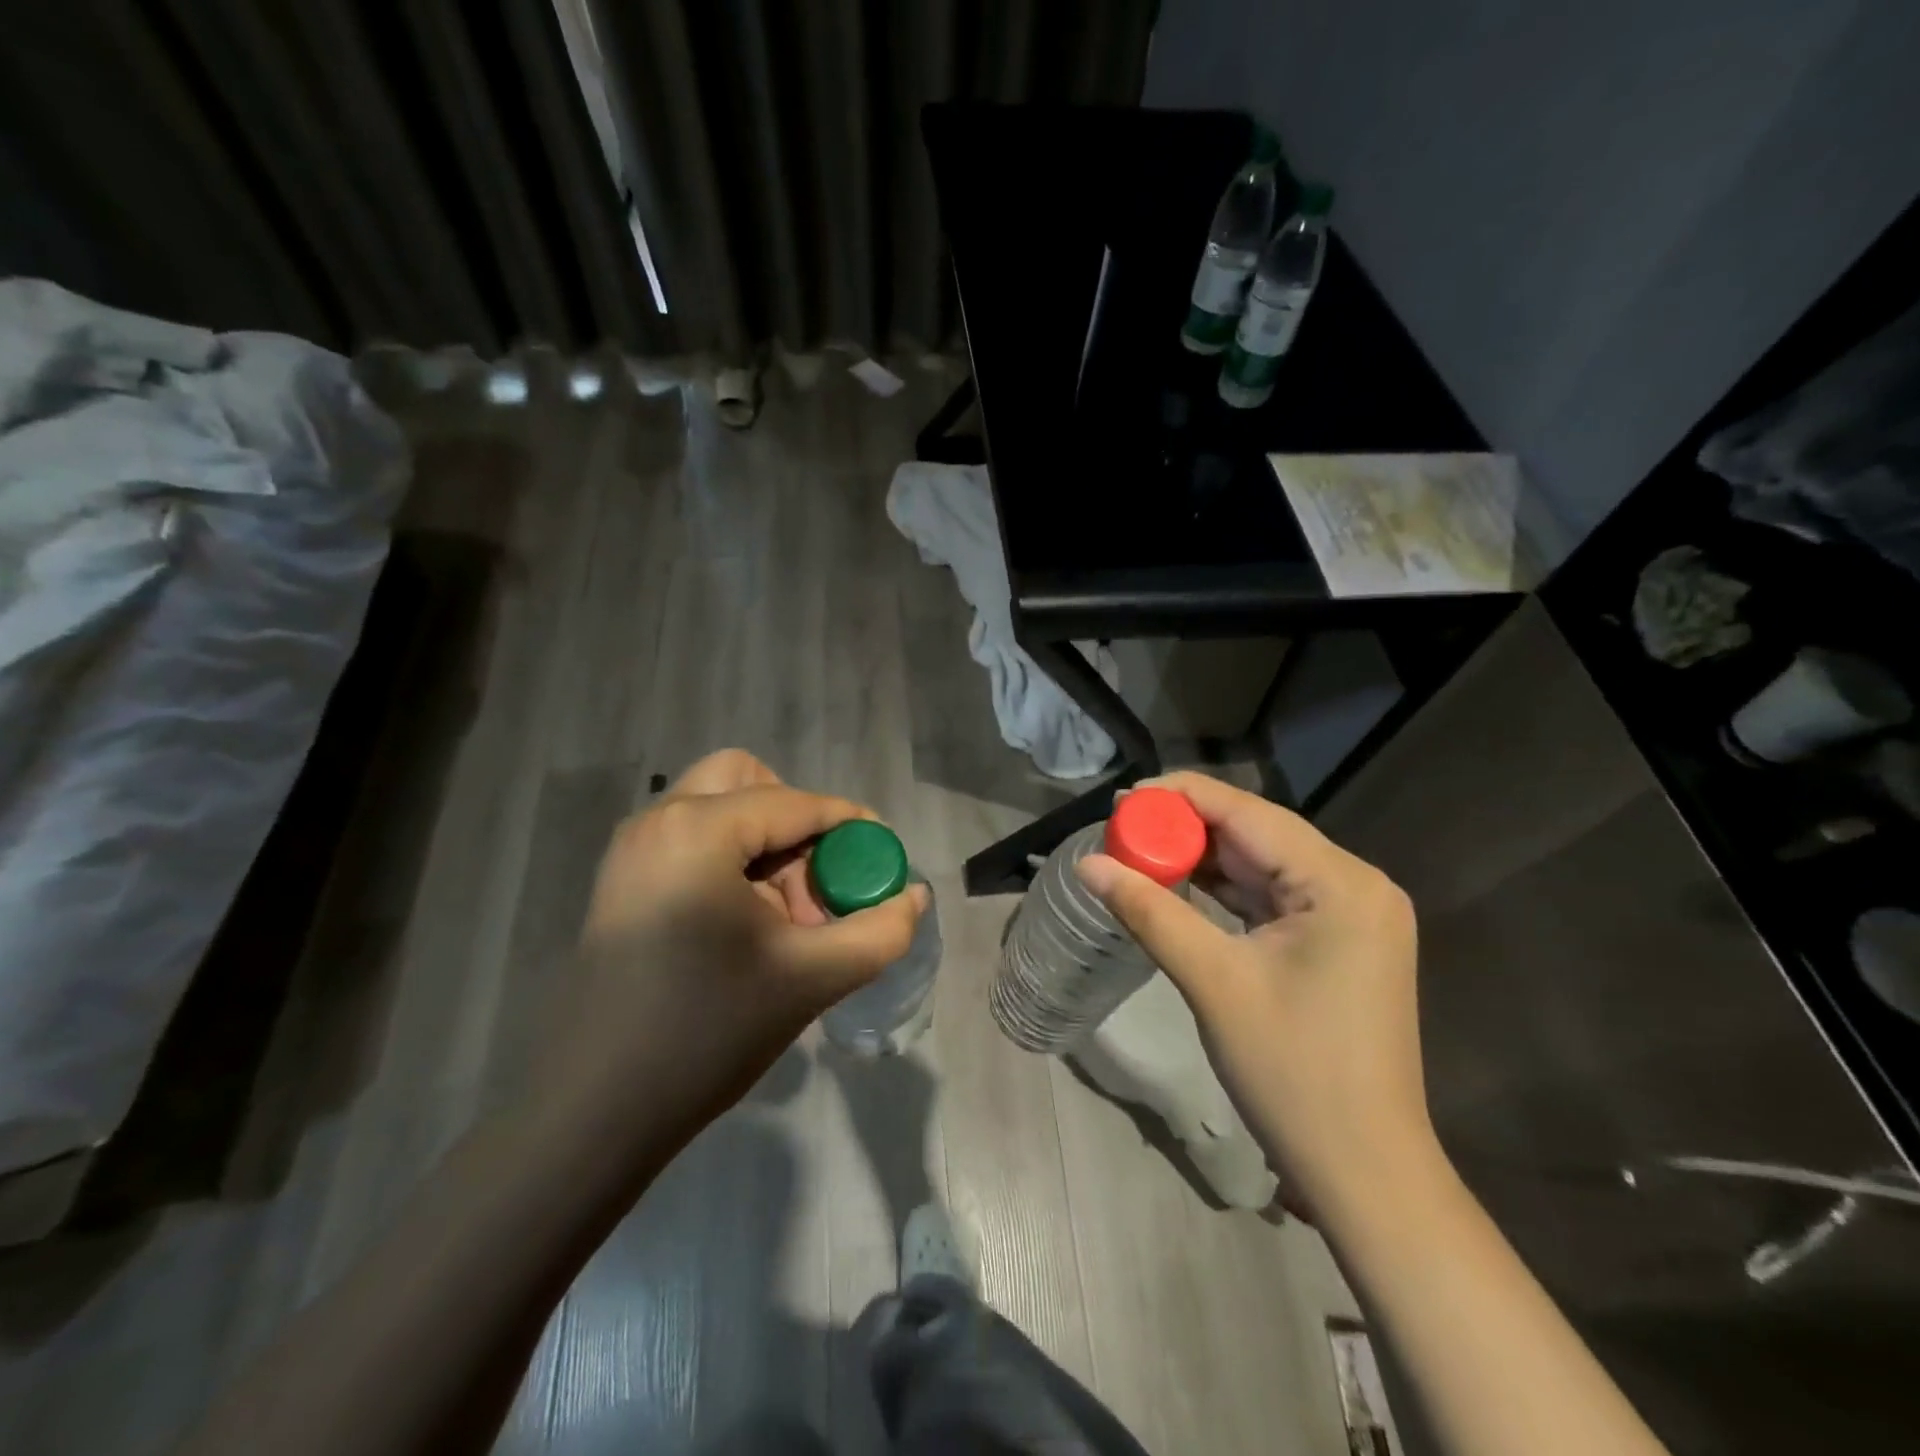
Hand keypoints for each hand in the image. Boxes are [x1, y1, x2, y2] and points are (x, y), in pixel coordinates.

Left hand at [527, 750, 927, 1152]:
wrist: (593, 1113)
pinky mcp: (622, 884)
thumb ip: (879, 931)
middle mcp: (657, 821)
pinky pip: (693, 842)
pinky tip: (749, 927)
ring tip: (787, 918)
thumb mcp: (810, 978)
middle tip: (818, 882)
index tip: (885, 858)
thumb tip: (914, 896)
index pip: (796, 803)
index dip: (850, 824)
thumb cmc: (707, 1032)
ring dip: (766, 844)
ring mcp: (632, 852)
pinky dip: (733, 862)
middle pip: (747, 781)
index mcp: (697, 829)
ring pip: (718, 809)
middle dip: (796, 821)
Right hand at [1075, 772, 1434, 1221]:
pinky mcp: (1338, 941)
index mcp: (1341, 883)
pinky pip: (1272, 896)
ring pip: (1262, 864)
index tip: (1122, 798)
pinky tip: (1180, 885)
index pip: (1248, 813)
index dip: (1181, 797)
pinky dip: (1225, 890)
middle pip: (1257, 834)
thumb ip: (1148, 911)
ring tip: (1138, 853)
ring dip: (1203, 859)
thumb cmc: (1292, 1072)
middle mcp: (1355, 884)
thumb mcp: (1213, 981)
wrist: (1364, 1170)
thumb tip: (1085, 865)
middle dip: (1187, 829)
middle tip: (1121, 830)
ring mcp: (1351, 914)